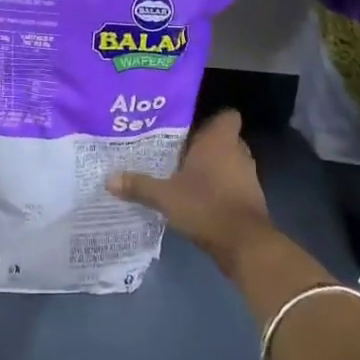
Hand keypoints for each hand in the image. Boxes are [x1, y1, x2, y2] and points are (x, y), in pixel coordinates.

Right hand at [108, 109, 275, 273]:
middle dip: (202, 145)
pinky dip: (218, 188)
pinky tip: (196, 198)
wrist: (244, 243)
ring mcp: (247, 176)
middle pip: (222, 139)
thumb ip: (138, 185)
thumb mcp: (165, 196)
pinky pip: (231, 184)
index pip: (226, 115)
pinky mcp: (250, 199)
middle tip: (175, 150)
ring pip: (227, 162)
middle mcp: (237, 152)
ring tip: (182, 175)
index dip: (210, 118)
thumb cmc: (206, 206)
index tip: (188, 127)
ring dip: (210, 168)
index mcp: (220, 141)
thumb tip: (109, 178)